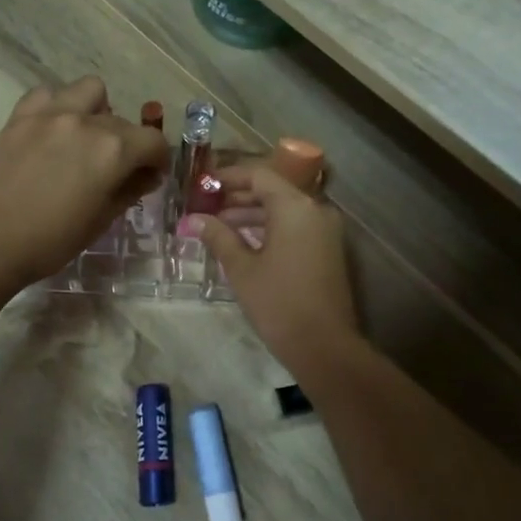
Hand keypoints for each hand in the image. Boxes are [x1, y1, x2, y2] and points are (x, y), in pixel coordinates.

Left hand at [0, 77, 168, 285]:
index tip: (150, 175)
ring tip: (84, 136)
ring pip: (88, 90)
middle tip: (114, 167)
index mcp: (114, 150)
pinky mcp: (20, 116)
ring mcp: (50, 114)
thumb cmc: (53, 240)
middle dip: (127, 142)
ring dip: (95, 109)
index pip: (153, 142)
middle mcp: (87, 122)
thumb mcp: (102, 219)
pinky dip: (56, 106)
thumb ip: (129, 189)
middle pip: (122, 121)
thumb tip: (145, 175)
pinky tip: (52, 129)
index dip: (158, 160)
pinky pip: (47, 94)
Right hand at [195, 165, 358, 371]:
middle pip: (273, 190)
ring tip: (218, 227)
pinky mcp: (327, 249)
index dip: (228, 177)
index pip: (259, 175)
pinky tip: (243, 243)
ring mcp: (325, 230)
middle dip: (238, 197)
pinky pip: (295, 226)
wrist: (324, 346)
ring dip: (252, 214)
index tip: (202, 186)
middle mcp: (315, 210)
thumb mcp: (241, 268)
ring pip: (284, 210)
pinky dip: (270, 228)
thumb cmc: (278, 302)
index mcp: (295, 206)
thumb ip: (218, 237)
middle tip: (206, 207)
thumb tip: (193, 219)